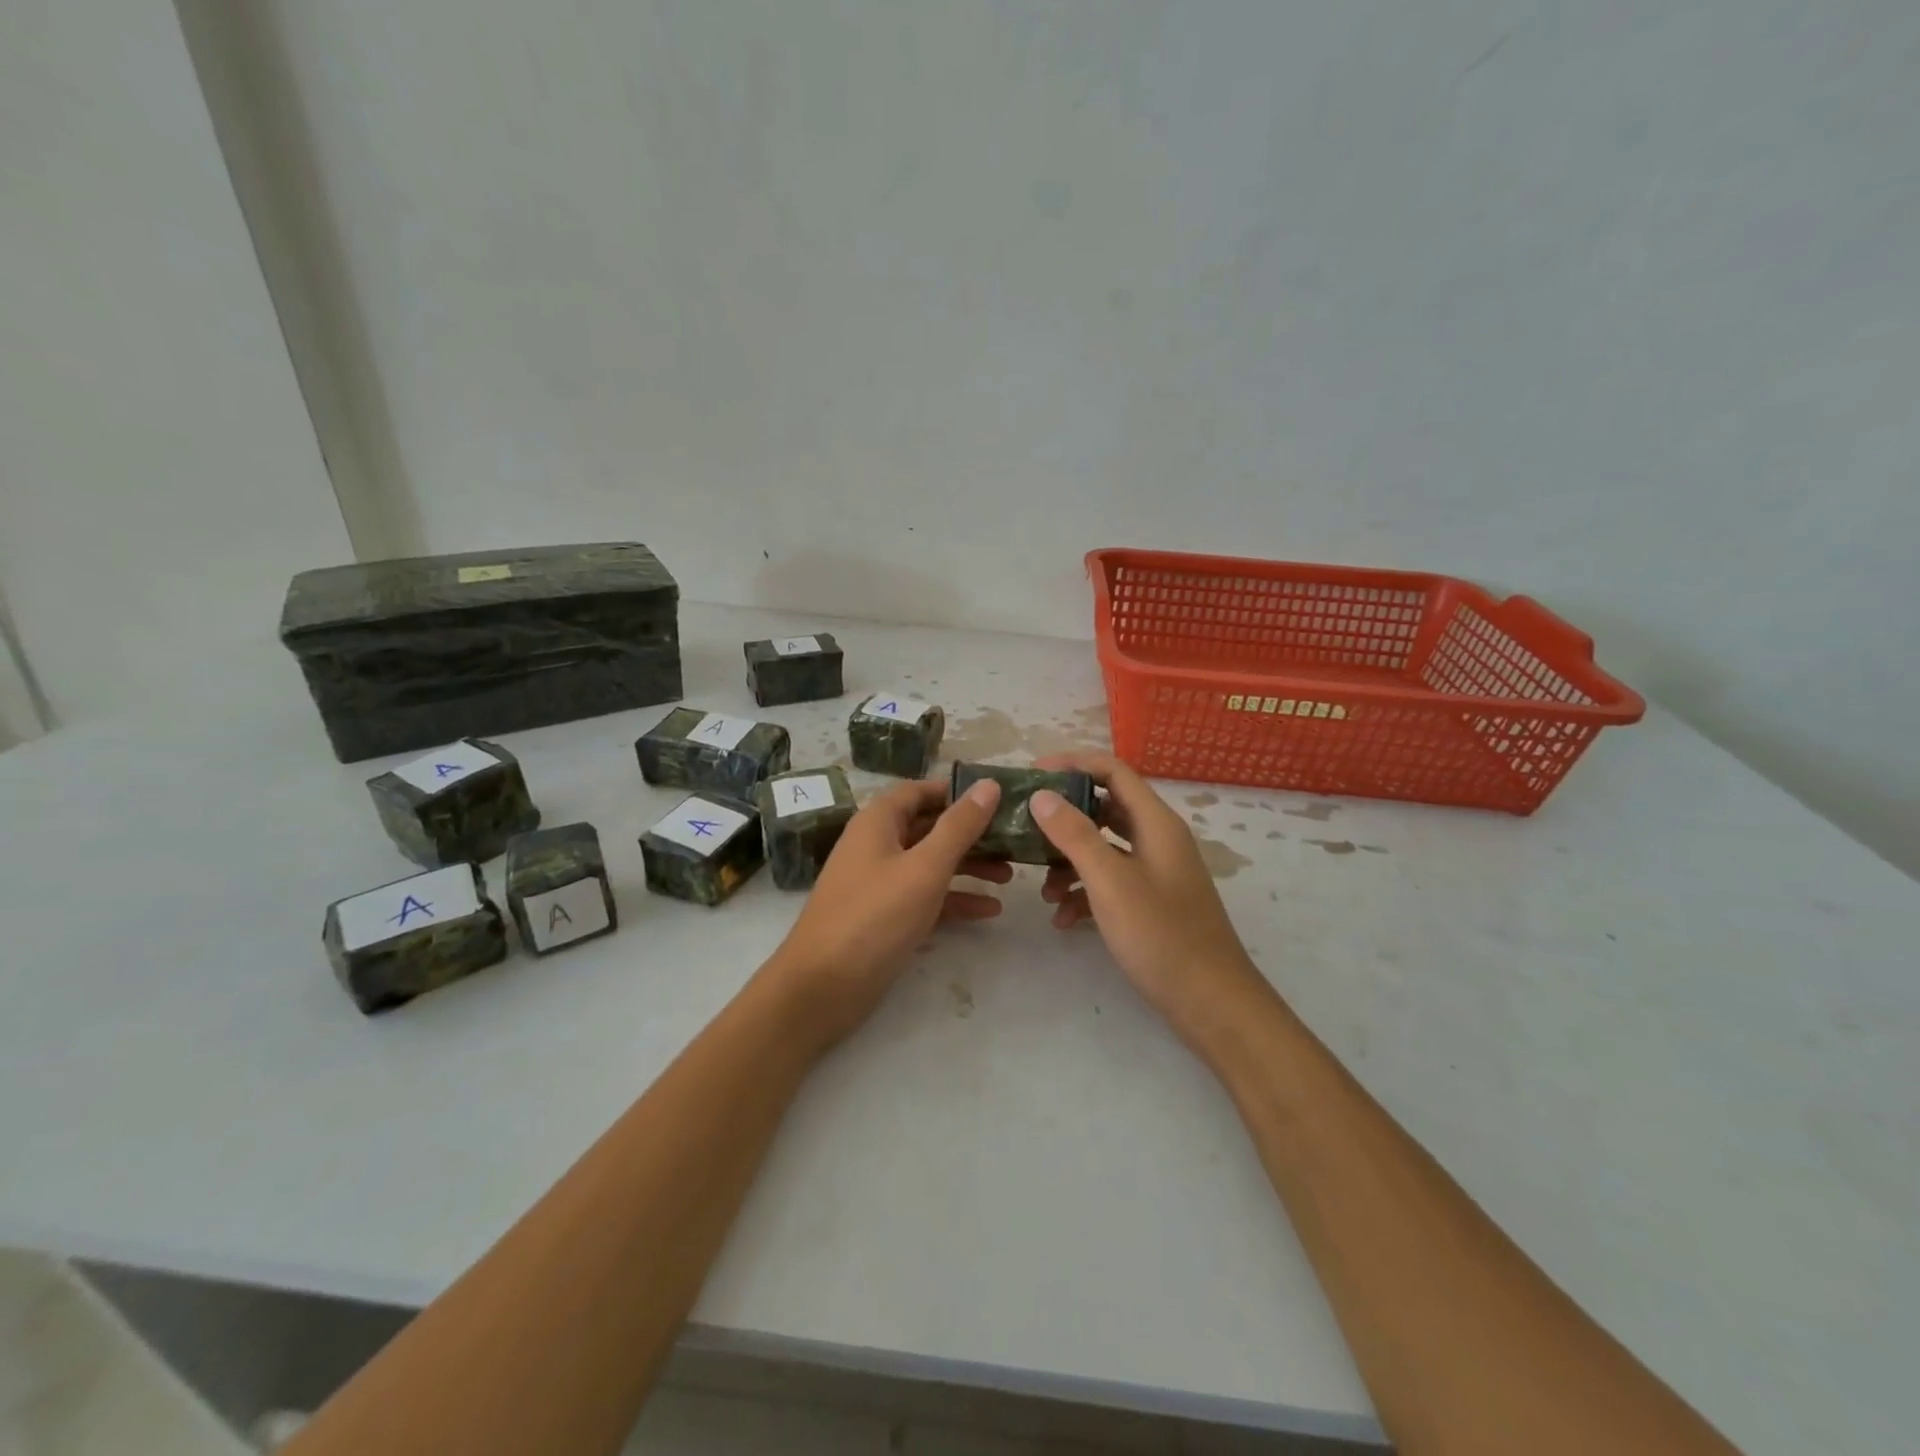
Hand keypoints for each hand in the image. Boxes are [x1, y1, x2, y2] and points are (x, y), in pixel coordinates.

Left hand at [764, 776, 1007, 1046]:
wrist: (823, 987)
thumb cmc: (875, 916)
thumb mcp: (925, 867)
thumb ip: (959, 826)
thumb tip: (988, 784)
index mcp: (879, 822)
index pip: (921, 791)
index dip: (957, 792)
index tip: (998, 799)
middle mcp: (877, 845)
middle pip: (930, 827)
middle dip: (971, 834)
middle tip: (1014, 841)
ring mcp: (880, 882)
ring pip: (931, 863)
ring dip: (968, 867)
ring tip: (1010, 876)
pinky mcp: (885, 916)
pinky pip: (925, 897)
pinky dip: (954, 900)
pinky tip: (989, 911)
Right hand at [1031, 752, 1275, 1050]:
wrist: (1211, 1003)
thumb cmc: (1161, 936)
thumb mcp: (1110, 882)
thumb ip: (1075, 835)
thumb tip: (1042, 795)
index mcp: (1156, 823)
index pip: (1113, 770)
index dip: (1073, 764)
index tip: (1033, 773)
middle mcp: (1157, 839)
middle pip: (1105, 807)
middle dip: (1065, 816)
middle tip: (1026, 825)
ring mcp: (1156, 872)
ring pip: (1104, 848)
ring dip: (1069, 861)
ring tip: (1043, 889)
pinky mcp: (1151, 902)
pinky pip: (1110, 881)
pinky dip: (1084, 892)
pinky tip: (1064, 919)